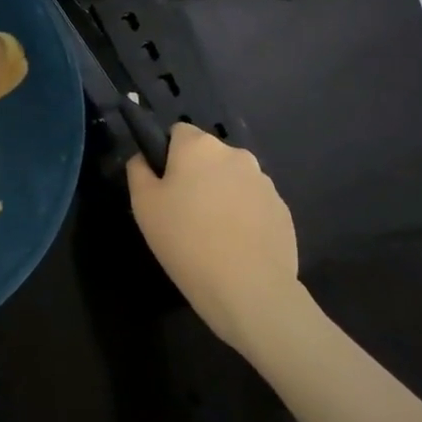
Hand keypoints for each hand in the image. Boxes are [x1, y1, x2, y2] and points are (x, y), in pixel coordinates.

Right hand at [126, 123, 301, 350]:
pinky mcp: (282, 210)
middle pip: (208, 156)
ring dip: (221, 196)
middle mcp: (235, 155)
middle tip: (182, 214)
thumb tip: (144, 158)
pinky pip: (254, 205)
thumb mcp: (143, 205)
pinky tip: (234, 247)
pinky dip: (243, 218)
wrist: (249, 289)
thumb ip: (138, 170)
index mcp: (199, 147)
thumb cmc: (185, 240)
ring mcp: (264, 182)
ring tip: (211, 235)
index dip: (167, 155)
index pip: (178, 132)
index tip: (163, 187)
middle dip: (196, 176)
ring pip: (232, 180)